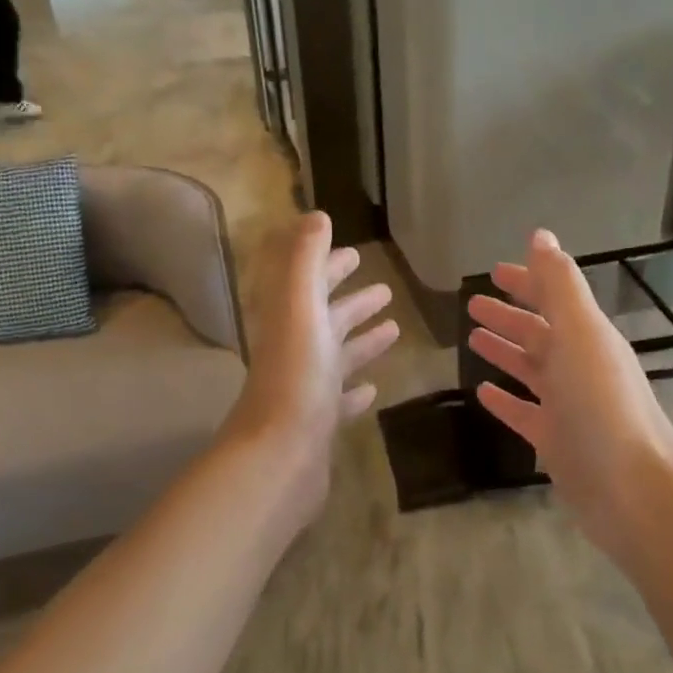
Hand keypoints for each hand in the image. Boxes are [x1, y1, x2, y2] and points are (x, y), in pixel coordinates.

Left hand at [225, 212, 397, 518]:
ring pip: (337, 356)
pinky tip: (374, 387)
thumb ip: (304, 260)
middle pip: (325, 319)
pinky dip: (356, 388)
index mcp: (290, 321)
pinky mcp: (319, 424)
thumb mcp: (299, 308)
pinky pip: (341, 399)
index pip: (308, 283)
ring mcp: (307, 390)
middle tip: (385, 291)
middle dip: (352, 302)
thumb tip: (316, 216)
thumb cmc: (296, 378)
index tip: (356, 254)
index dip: (329, 266)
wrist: (280, 457)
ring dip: (362, 340)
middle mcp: (296, 351)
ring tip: (393, 327)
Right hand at [467, 230, 672, 555]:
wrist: (631, 486)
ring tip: (472, 339)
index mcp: (587, 336)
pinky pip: (523, 412)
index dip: (526, 281)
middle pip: (539, 332)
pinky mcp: (555, 440)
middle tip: (472, 304)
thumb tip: (540, 235)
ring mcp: (567, 405)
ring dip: (504, 352)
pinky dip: (504, 400)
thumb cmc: (601, 402)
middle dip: (509, 316)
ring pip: (530, 370)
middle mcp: (579, 366)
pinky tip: (481, 393)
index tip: (494, 271)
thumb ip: (559, 284)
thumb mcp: (580, 333)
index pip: (553, 298)